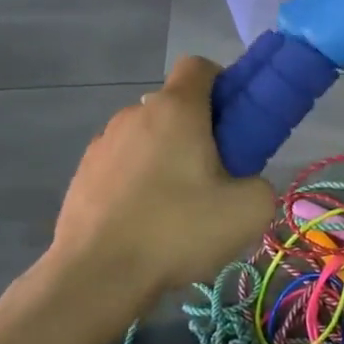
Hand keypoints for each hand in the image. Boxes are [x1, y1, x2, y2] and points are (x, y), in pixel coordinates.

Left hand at [51, 57, 274, 300]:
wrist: (97, 276)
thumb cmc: (178, 230)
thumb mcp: (249, 210)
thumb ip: (261, 183)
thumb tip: (245, 183)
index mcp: (176, 110)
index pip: (200, 66)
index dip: (223, 84)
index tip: (235, 121)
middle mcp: (135, 114)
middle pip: (174, 106)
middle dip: (197, 130)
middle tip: (215, 175)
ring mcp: (102, 144)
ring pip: (147, 137)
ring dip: (165, 157)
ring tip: (176, 208)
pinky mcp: (82, 175)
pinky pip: (122, 165)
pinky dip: (138, 181)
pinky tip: (145, 222)